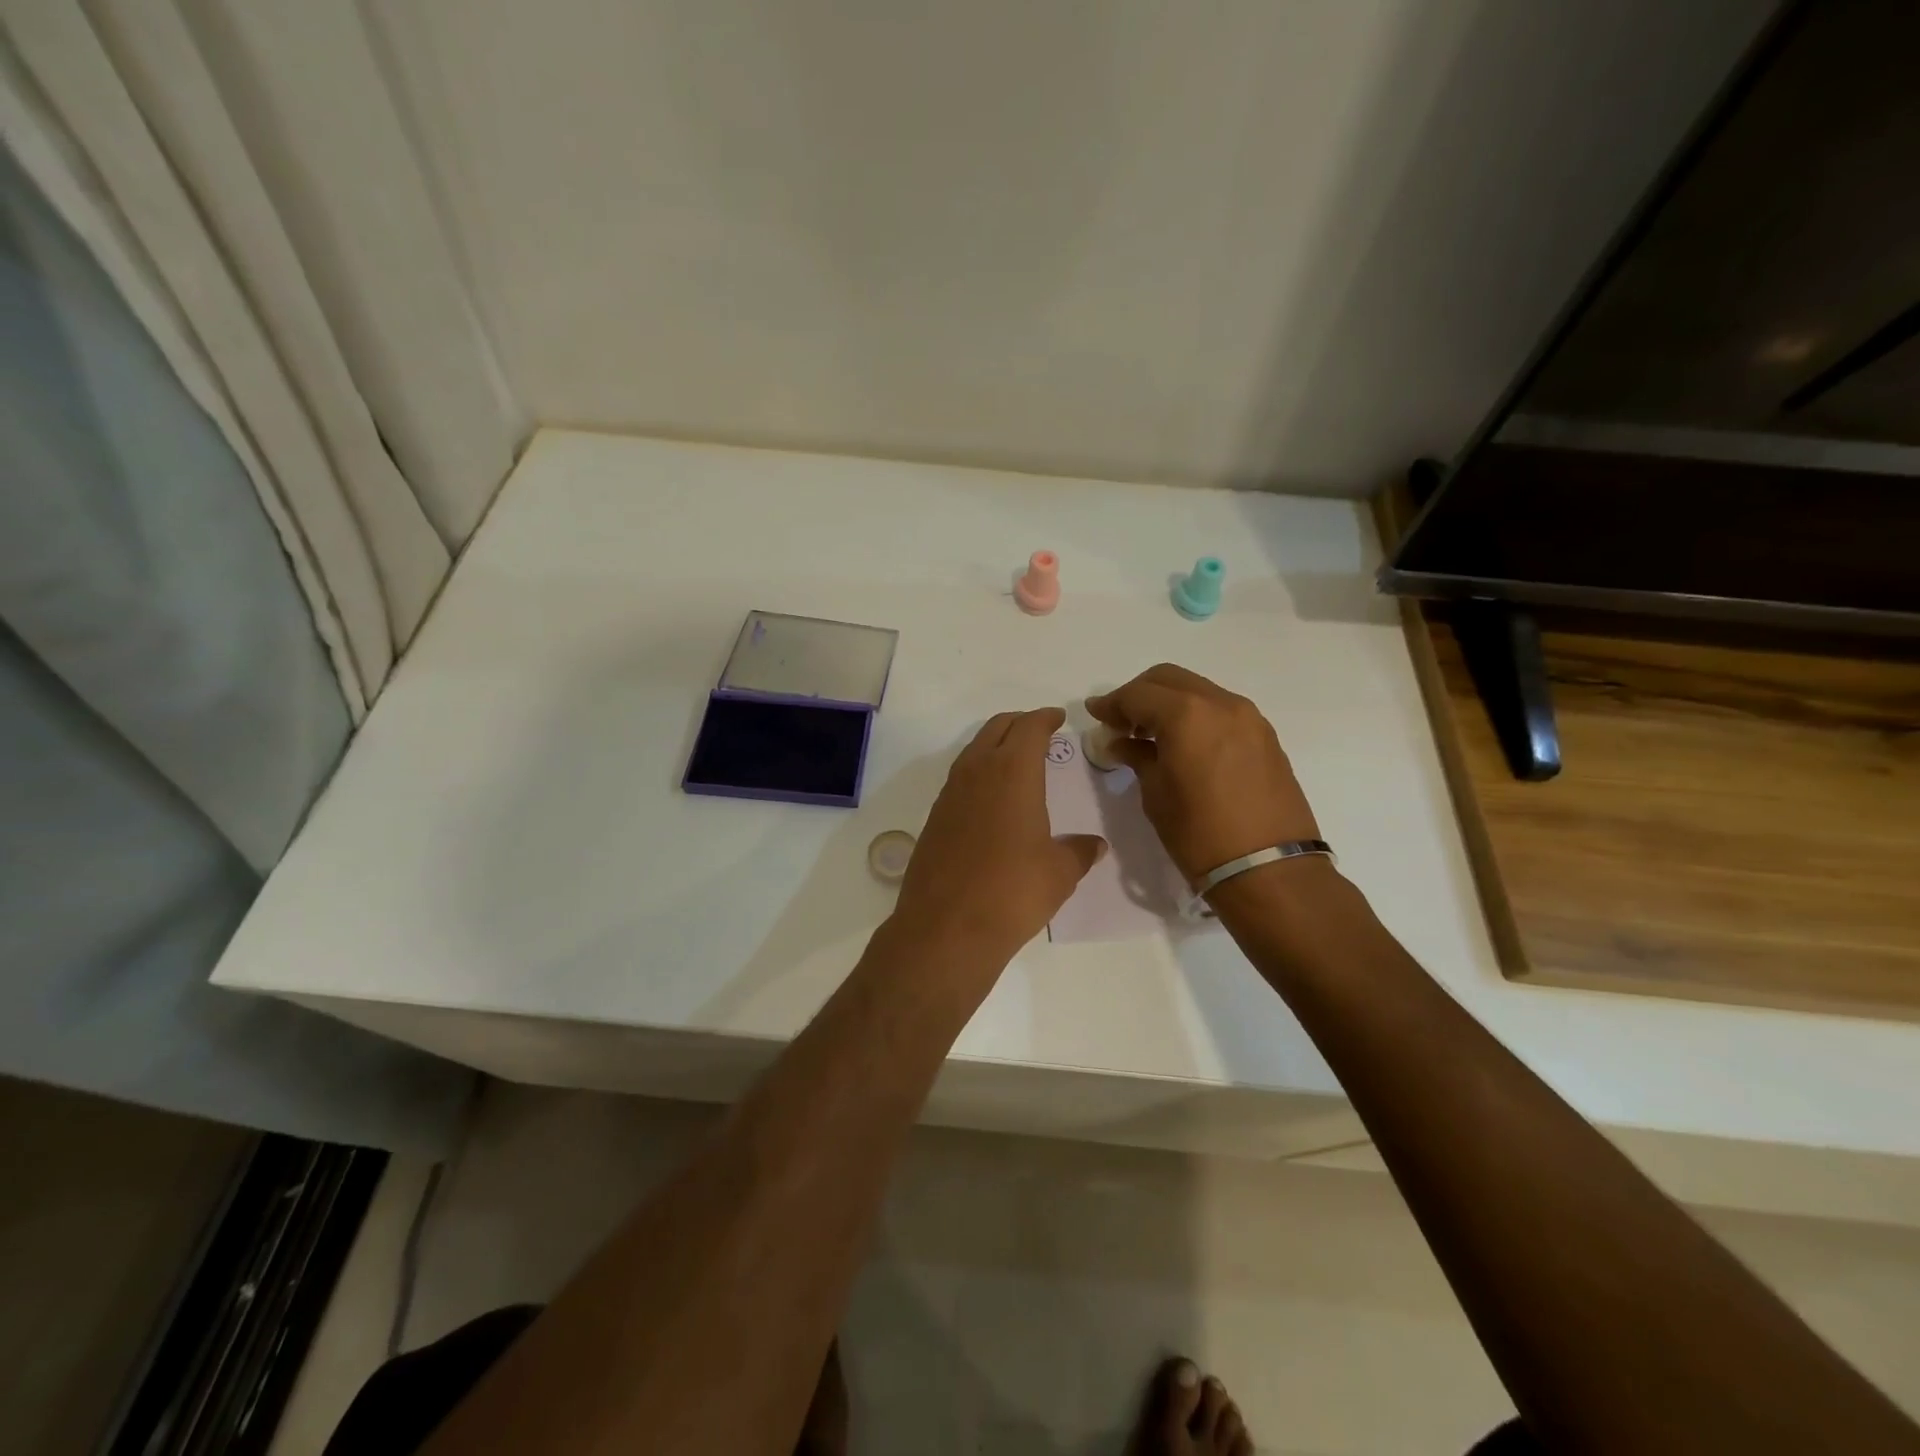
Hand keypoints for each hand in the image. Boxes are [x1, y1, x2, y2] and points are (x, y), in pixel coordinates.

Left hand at [894, 708, 1106, 965]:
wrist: (946, 928)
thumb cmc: (1013, 891)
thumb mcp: (1060, 872)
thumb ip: (1079, 851)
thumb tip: (1094, 845)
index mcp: (1012, 772)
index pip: (1029, 728)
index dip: (1045, 718)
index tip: (1058, 717)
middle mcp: (977, 772)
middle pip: (997, 729)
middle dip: (1019, 723)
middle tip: (1039, 730)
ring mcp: (950, 794)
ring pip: (974, 751)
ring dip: (996, 745)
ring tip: (1016, 759)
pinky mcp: (934, 818)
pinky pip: (960, 779)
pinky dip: (979, 773)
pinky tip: (991, 797)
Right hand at [1086, 665, 1320, 882]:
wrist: (1269, 869)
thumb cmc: (1199, 834)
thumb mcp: (1156, 794)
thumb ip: (1136, 757)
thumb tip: (1120, 743)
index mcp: (1187, 714)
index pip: (1138, 694)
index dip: (1112, 704)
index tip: (1095, 715)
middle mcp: (1220, 703)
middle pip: (1168, 679)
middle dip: (1139, 694)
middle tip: (1120, 722)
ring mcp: (1248, 717)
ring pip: (1197, 690)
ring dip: (1169, 702)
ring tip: (1150, 734)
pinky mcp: (1264, 735)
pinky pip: (1220, 709)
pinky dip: (1195, 714)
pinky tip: (1184, 743)